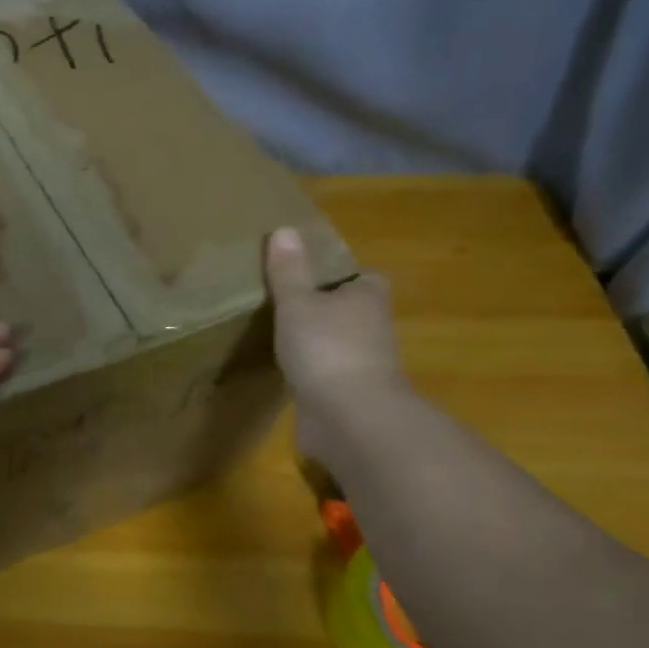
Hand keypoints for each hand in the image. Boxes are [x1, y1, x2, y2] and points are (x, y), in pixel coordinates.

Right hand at [263, 228, 410, 463]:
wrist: (350, 418)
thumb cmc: (326, 348)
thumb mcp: (298, 303)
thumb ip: (288, 271)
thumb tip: (284, 229)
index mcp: (368, 298)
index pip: (362, 277)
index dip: (338, 273)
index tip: (308, 272)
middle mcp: (372, 328)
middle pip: (348, 310)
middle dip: (324, 307)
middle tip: (283, 300)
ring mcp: (362, 364)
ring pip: (336, 343)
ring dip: (315, 341)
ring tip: (276, 332)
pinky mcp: (346, 394)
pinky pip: (325, 373)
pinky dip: (309, 370)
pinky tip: (282, 368)